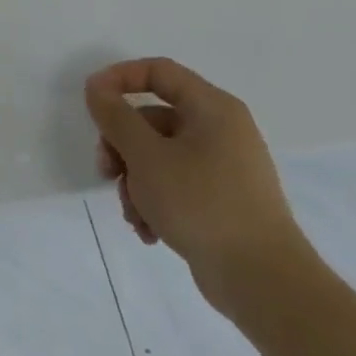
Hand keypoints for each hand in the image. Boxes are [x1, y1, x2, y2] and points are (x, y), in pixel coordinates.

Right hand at [85, 58, 312, 312]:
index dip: (119, 78)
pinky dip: (155, 201)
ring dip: (134, 181)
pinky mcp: (221, 201)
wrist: (265, 284)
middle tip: (106, 170)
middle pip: (152, 119)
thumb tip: (97, 87)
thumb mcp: (146, 156)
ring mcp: (223, 168)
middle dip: (121, 146)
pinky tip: (148, 229)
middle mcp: (222, 131)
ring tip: (133, 213)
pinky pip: (175, 184)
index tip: (91, 101)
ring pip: (158, 156)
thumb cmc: (202, 204)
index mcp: (213, 109)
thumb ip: (115, 116)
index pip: (158, 71)